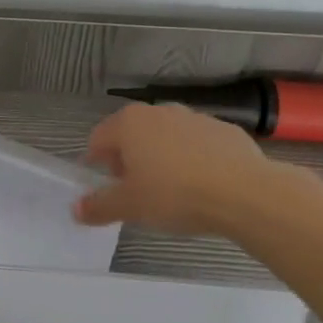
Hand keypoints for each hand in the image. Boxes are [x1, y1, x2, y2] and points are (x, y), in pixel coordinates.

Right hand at [74, 102, 292, 237]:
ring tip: (173, 192)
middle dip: (130, 161)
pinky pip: (198, 145)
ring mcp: (194, 117)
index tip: (108, 188)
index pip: (98, 139)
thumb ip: (99, 206)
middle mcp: (158, 111)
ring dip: (162, 159)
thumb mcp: (130, 207)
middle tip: (138, 193)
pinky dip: (194, 160)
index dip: (97, 164)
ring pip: (166, 138)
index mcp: (129, 123)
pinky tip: (204, 186)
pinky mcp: (225, 130)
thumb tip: (76, 210)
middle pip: (132, 135)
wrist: (247, 193)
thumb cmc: (176, 194)